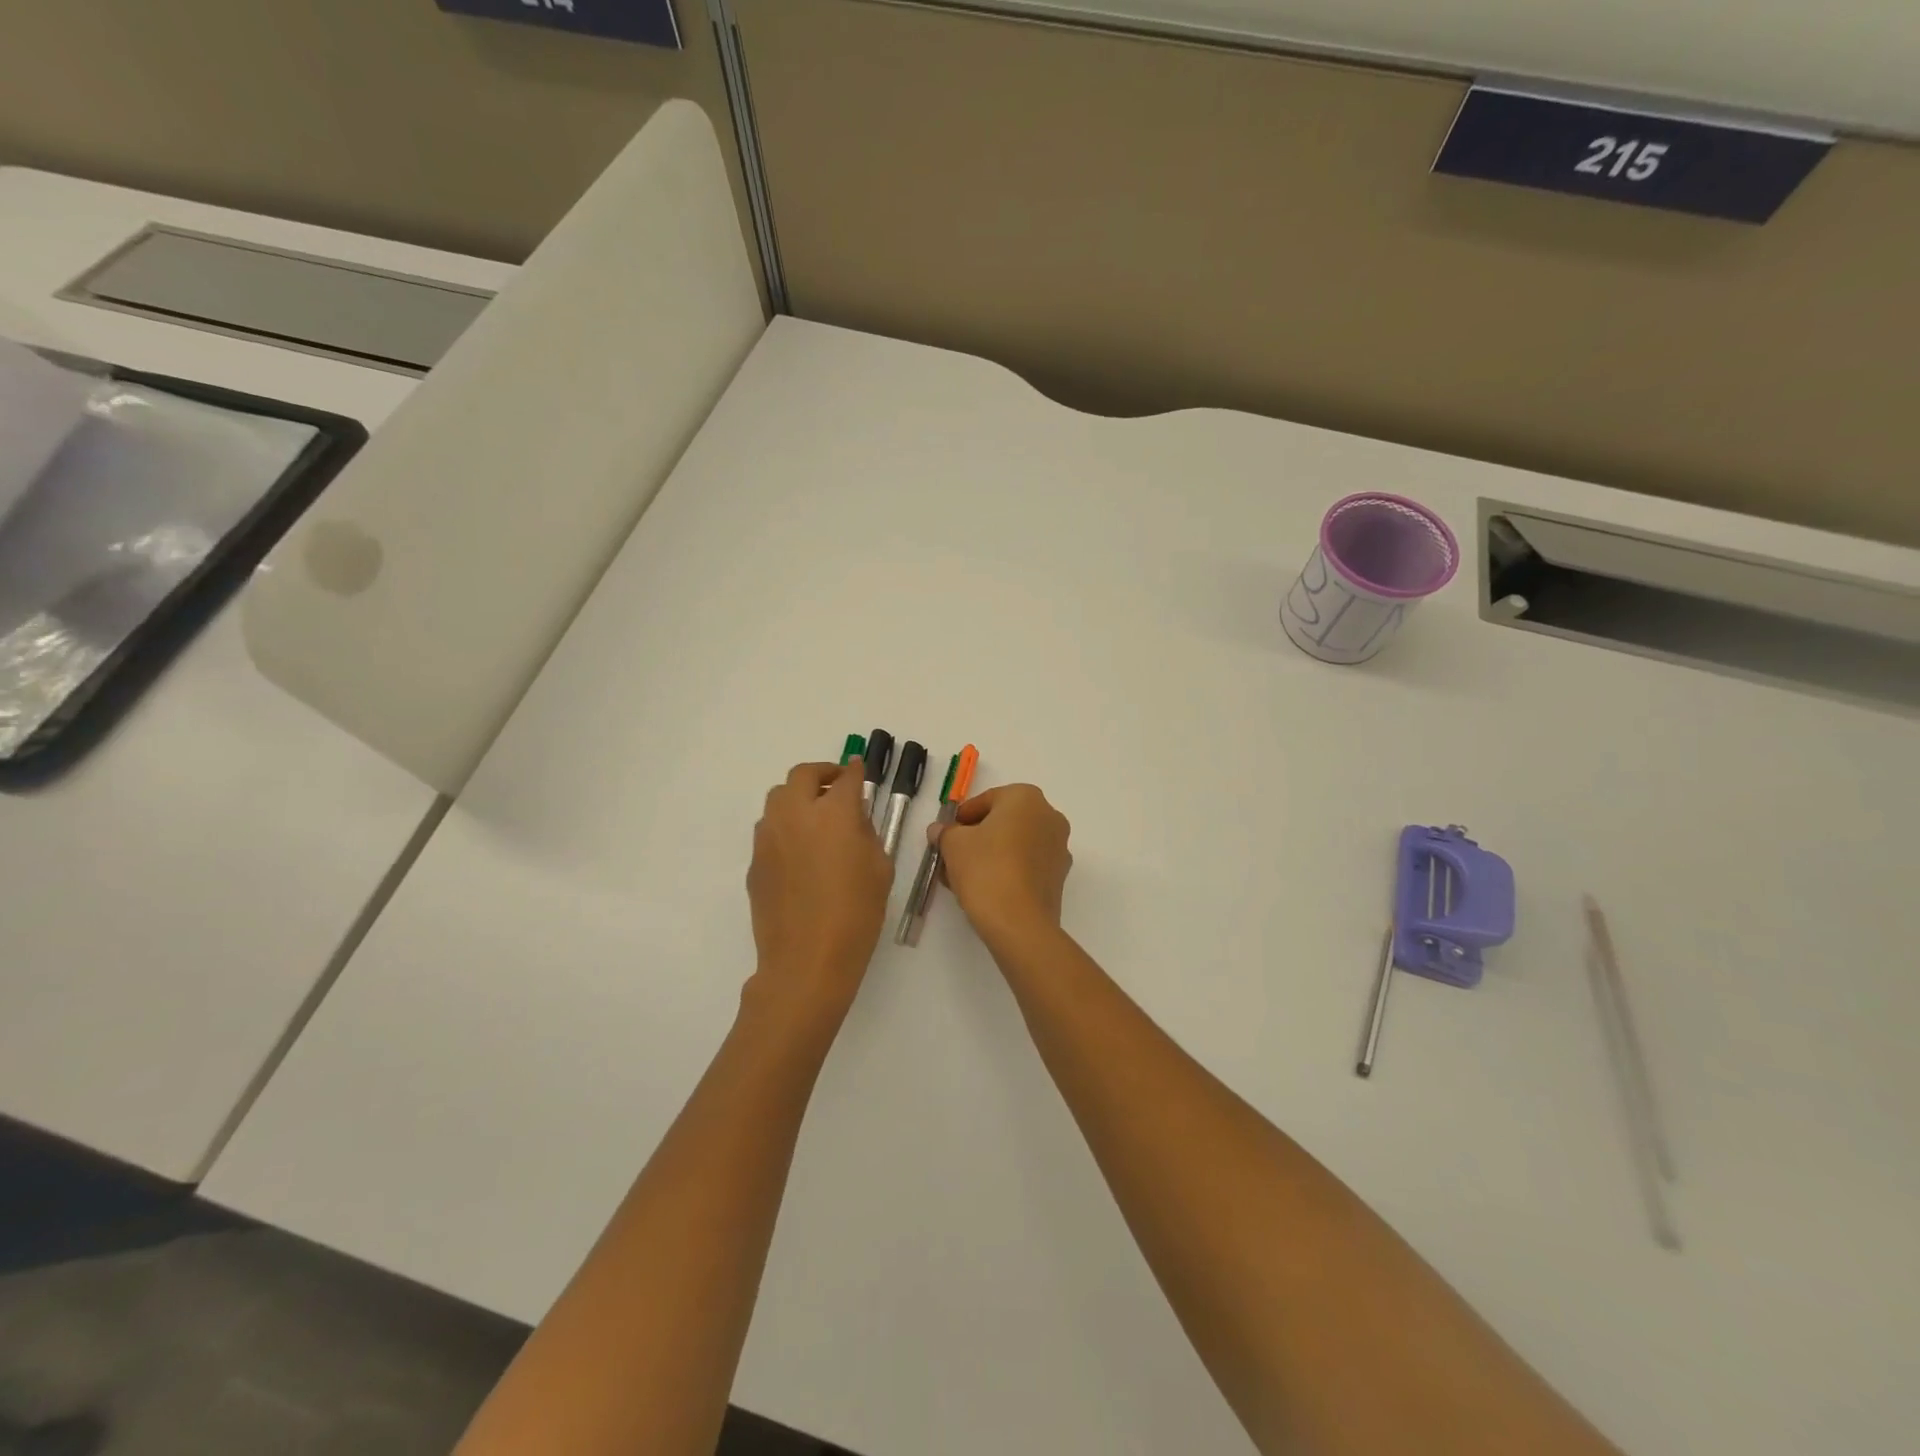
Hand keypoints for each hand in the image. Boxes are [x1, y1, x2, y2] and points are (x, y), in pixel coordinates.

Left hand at [746, 760, 891, 1019]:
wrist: (806, 959)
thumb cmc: (856, 914)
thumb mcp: (879, 869)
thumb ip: (866, 834)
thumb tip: (853, 819)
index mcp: (834, 812)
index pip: (846, 777)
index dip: (855, 770)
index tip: (859, 769)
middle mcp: (796, 814)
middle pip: (802, 775)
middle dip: (821, 773)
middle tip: (836, 786)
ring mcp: (769, 836)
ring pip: (778, 798)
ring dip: (798, 797)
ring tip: (815, 817)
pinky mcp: (754, 861)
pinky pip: (769, 830)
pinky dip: (785, 827)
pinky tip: (800, 853)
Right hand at [934, 784, 1072, 946]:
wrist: (1019, 922)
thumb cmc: (985, 869)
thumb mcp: (953, 845)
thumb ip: (945, 832)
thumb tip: (940, 831)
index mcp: (1026, 798)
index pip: (987, 799)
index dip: (962, 817)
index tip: (947, 835)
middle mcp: (1049, 816)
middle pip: (1004, 821)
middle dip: (978, 836)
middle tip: (954, 855)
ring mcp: (1059, 847)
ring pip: (1016, 844)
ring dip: (991, 854)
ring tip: (965, 876)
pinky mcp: (1059, 876)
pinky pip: (1027, 864)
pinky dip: (1008, 870)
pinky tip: (986, 888)